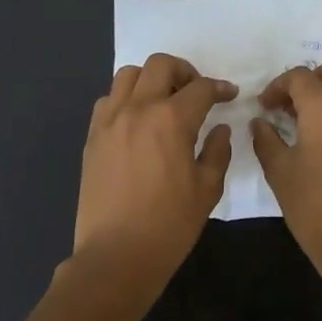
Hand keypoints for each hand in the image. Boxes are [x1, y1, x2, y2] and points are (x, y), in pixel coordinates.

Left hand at [72, 53, 234, 298]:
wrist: (116, 255)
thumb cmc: (169, 225)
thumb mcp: (207, 190)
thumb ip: (217, 152)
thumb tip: (220, 129)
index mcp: (171, 120)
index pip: (201, 88)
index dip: (220, 88)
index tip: (229, 95)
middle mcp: (138, 109)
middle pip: (161, 65)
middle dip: (184, 71)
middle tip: (196, 92)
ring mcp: (110, 121)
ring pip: (129, 75)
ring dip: (151, 79)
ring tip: (163, 101)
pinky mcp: (92, 137)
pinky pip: (108, 100)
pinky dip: (126, 99)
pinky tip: (137, 122)